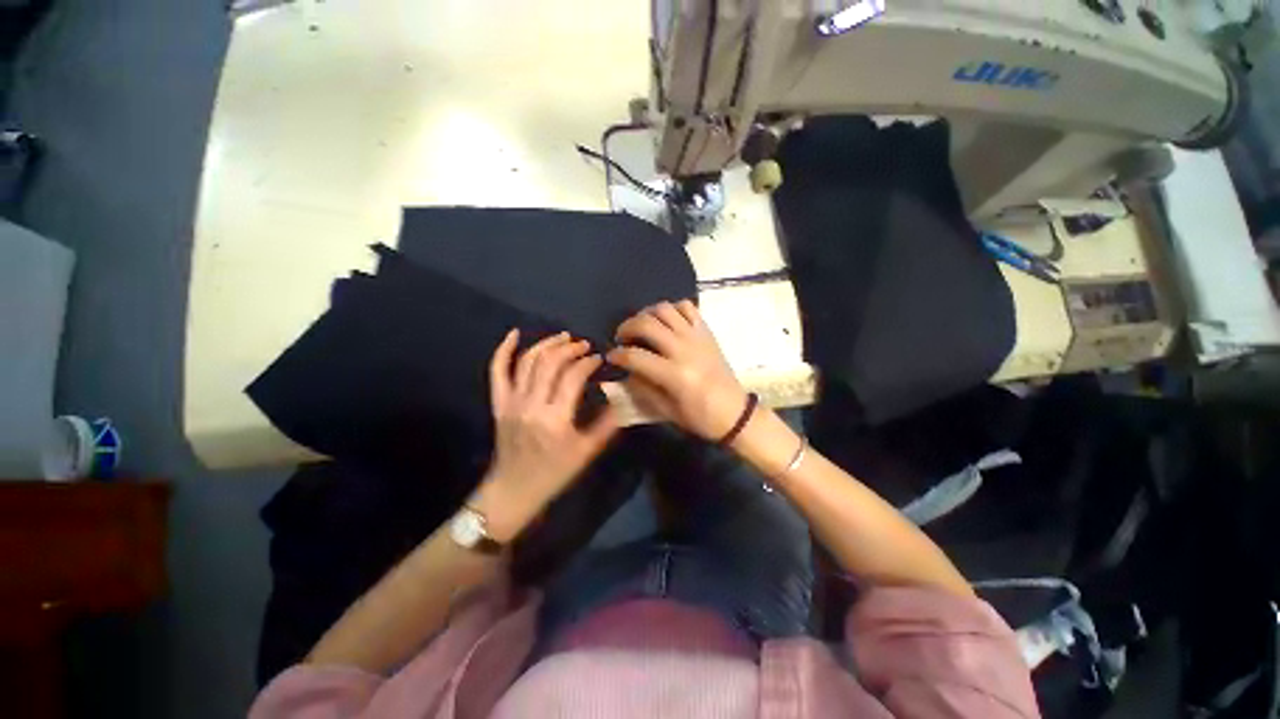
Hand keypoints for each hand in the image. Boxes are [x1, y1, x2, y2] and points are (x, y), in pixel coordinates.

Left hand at [472, 330, 619, 541]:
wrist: (512, 491)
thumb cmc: (553, 474)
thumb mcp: (586, 452)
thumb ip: (607, 425)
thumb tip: (622, 398)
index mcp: (555, 418)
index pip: (573, 377)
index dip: (588, 362)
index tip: (599, 358)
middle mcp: (531, 405)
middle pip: (550, 363)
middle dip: (570, 349)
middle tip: (584, 345)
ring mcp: (511, 402)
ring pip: (527, 362)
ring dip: (547, 344)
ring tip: (564, 337)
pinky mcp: (498, 403)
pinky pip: (496, 372)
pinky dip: (503, 350)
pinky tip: (514, 333)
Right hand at [606, 300, 748, 440]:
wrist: (735, 412)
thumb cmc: (700, 417)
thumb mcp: (666, 411)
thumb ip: (643, 389)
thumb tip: (626, 372)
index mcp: (674, 375)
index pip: (635, 356)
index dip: (617, 355)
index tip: (611, 357)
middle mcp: (684, 349)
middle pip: (646, 324)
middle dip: (626, 327)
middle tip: (621, 337)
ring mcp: (697, 337)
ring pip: (665, 309)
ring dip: (647, 314)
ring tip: (641, 326)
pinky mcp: (706, 331)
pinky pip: (688, 307)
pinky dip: (672, 309)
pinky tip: (666, 321)